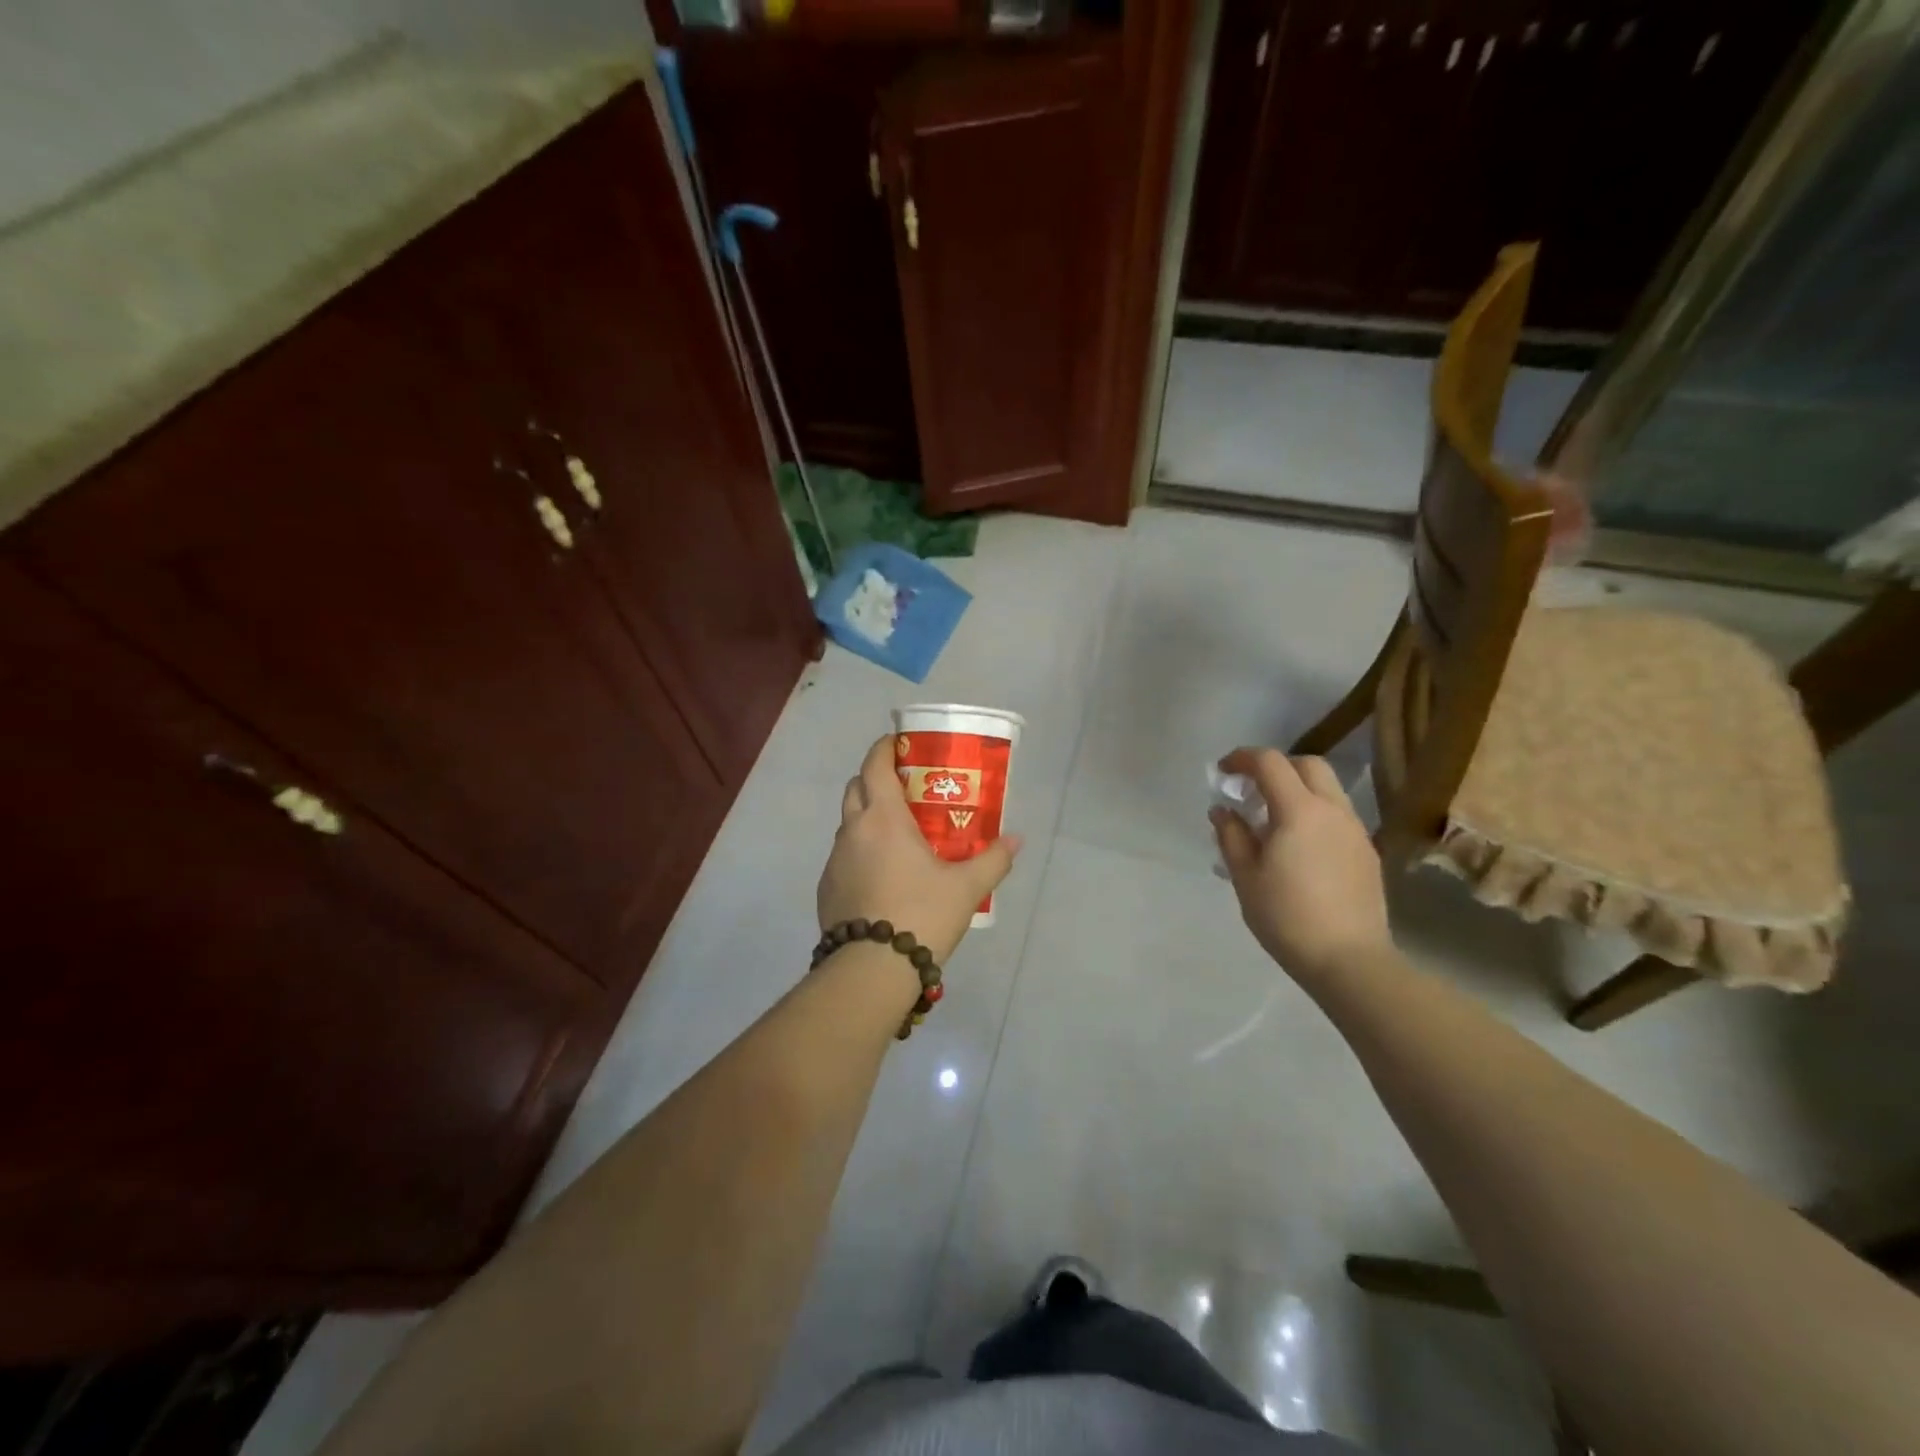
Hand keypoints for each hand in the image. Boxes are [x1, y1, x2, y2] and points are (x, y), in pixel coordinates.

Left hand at [818, 737, 1022, 964]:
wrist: (871, 969)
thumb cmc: (922, 914)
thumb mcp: (967, 888)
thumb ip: (993, 859)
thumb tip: (1017, 840)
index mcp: (883, 818)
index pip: (875, 766)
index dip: (884, 748)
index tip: (898, 743)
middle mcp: (853, 831)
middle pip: (856, 788)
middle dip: (875, 779)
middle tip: (905, 788)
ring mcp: (834, 860)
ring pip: (848, 823)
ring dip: (867, 817)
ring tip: (898, 834)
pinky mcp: (826, 888)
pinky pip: (843, 855)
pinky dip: (860, 851)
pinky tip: (882, 874)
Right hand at [1210, 748, 1390, 984]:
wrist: (1350, 960)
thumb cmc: (1287, 917)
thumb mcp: (1245, 876)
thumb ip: (1231, 835)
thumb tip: (1223, 810)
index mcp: (1299, 811)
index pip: (1270, 763)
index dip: (1242, 758)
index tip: (1222, 771)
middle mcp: (1333, 810)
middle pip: (1308, 765)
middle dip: (1276, 767)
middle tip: (1251, 789)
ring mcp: (1355, 830)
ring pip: (1328, 789)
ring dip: (1298, 790)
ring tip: (1273, 819)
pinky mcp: (1367, 852)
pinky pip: (1338, 816)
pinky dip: (1314, 813)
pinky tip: (1299, 846)